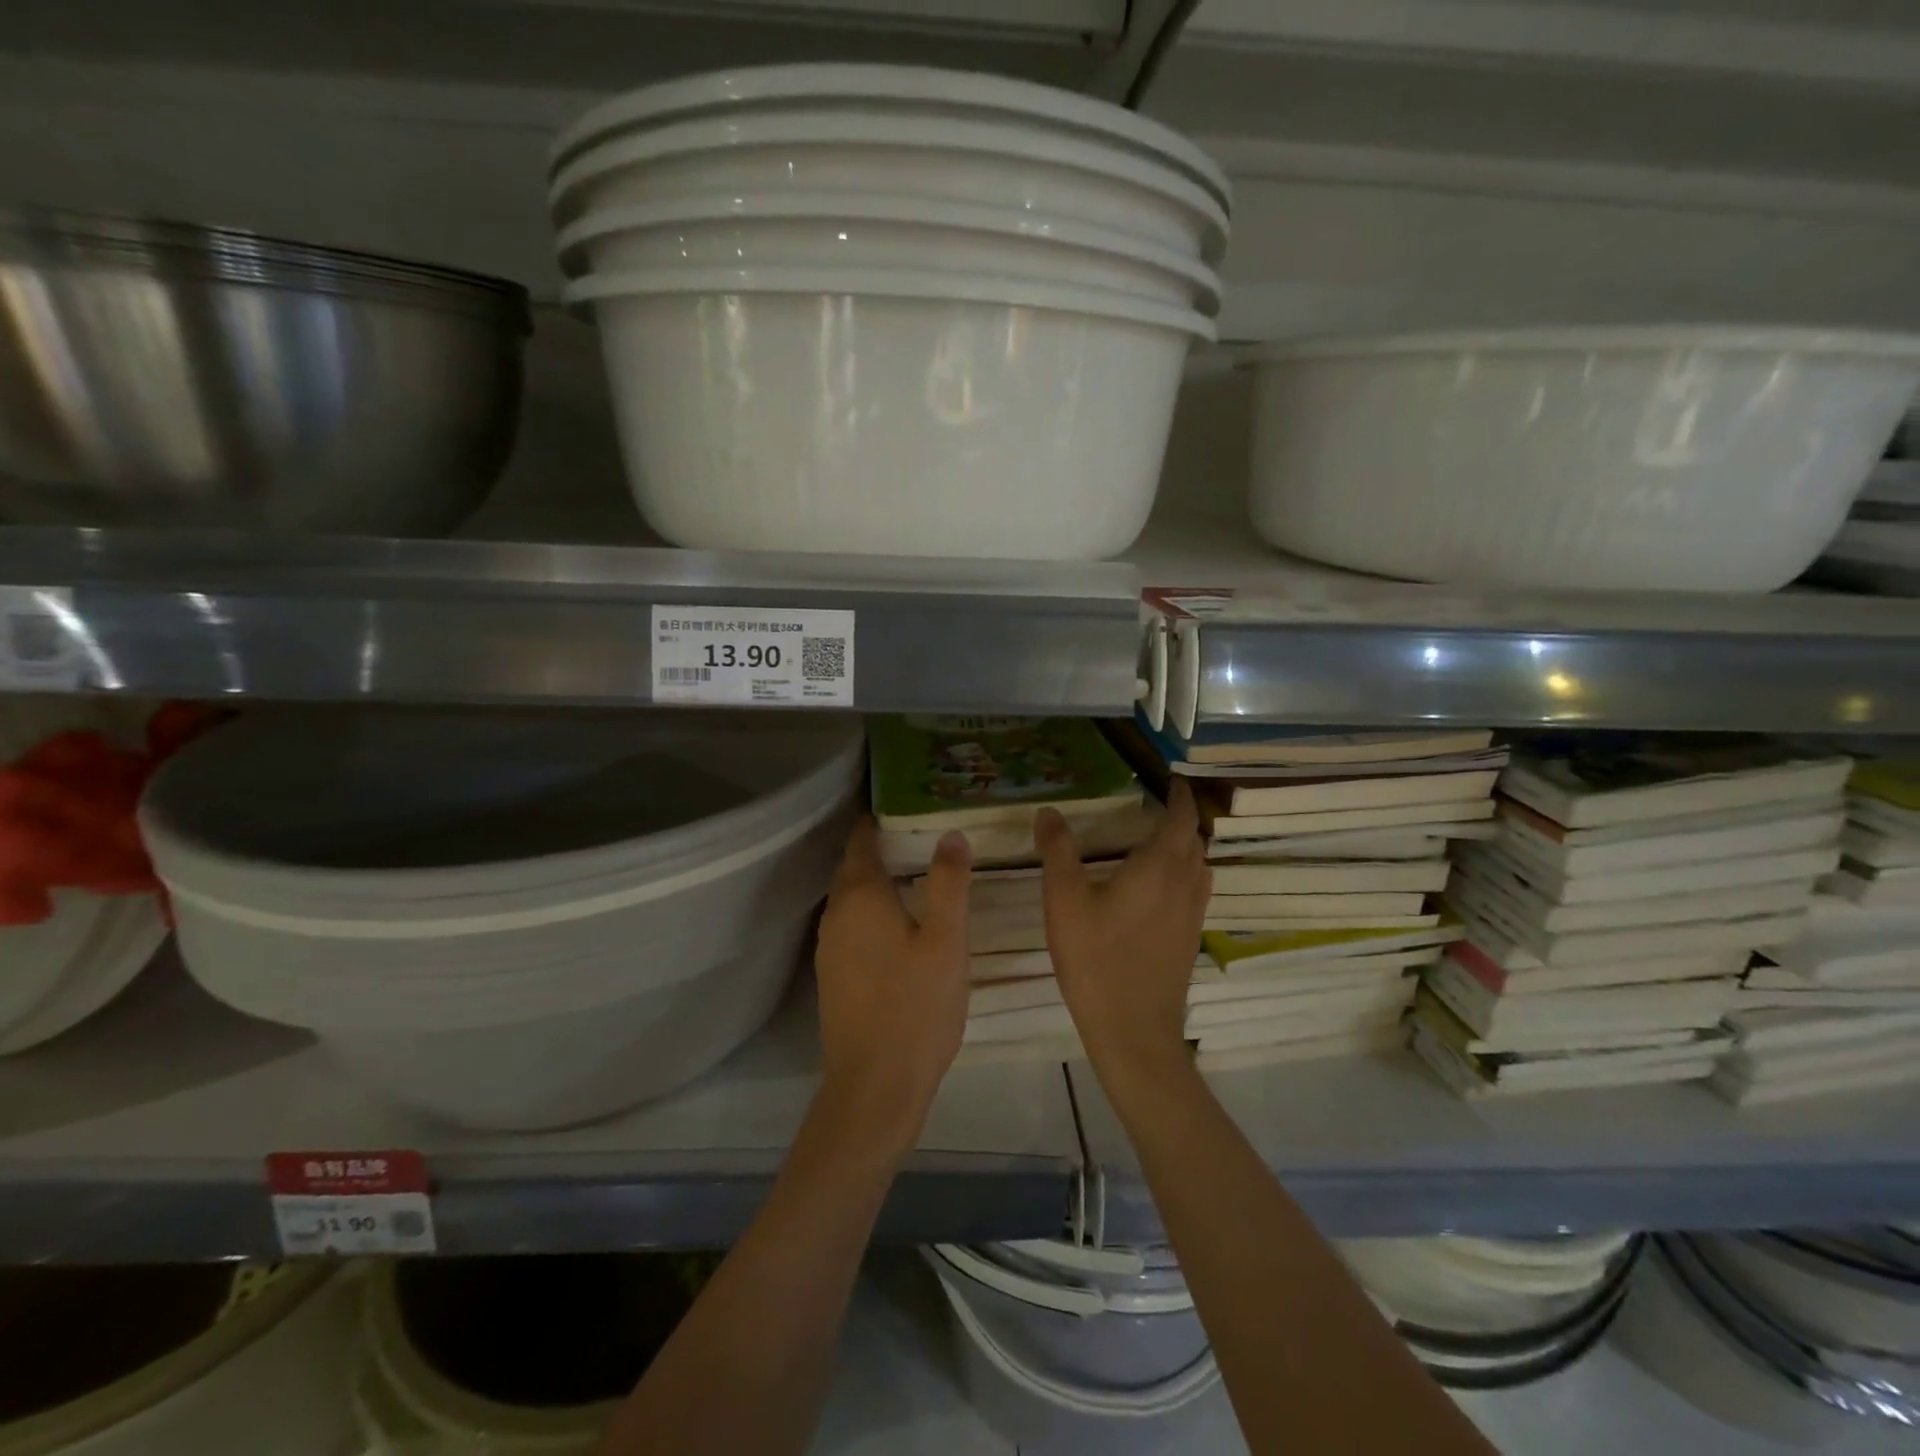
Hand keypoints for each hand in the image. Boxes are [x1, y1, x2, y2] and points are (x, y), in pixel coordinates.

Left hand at [813, 817, 971, 1155]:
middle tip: (918, 836)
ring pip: (850, 899)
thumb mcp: (946, 940)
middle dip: (878, 849)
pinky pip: (851, 926)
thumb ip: (948, 883)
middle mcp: (836, 914)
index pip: (861, 841)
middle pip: (852, 868)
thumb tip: (950, 834)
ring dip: (875, 882)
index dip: (876, 821)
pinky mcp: (833, 976)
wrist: (875, 1085)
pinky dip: (871, 912)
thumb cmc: (916, 1006)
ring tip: (914, 875)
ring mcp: (829, 947)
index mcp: (860, 897)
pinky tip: (898, 924)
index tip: (902, 805)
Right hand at [1037, 778, 1210, 1085]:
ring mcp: (1191, 915)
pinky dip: (1185, 873)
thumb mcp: (1064, 900)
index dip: (1178, 796)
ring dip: (1186, 847)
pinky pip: (1196, 891)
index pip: (1179, 818)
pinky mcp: (1189, 939)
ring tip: (1159, 841)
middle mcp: (1184, 885)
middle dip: (1180, 819)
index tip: (1170, 780)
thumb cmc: (1096, 960)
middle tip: (1157, 807)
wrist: (1133, 1031)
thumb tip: (1049, 811)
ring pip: (1200, 867)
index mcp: (1159, 867)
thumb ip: (1057, 851)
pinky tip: (1158, 888)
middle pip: (1194, 841)